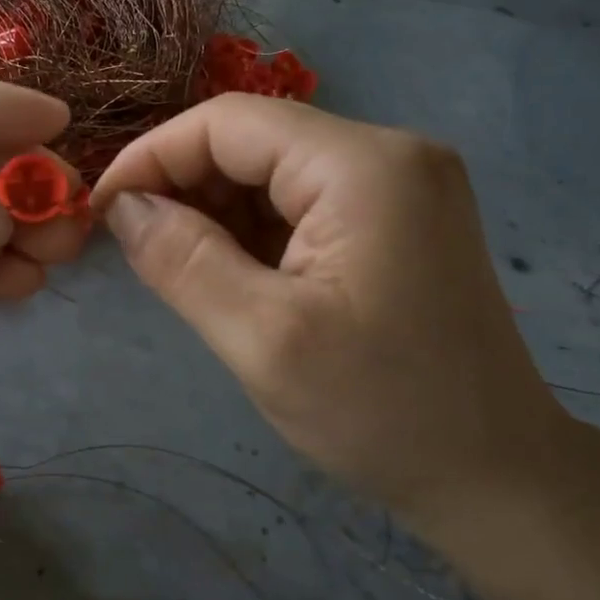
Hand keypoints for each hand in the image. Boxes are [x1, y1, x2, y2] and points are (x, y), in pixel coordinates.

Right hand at [91, 94, 579, 535]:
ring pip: (274, 171)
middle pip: (254, 141)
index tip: (102, 210)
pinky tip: (234, 275)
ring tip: (181, 268)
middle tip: (137, 247)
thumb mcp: (262, 338)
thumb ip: (182, 259)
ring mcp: (401, 184)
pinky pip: (303, 202)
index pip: (229, 122)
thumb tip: (123, 206)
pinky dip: (255, 230)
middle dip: (184, 186)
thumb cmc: (381, 412)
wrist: (497, 477)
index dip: (153, 156)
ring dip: (216, 211)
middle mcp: (390, 153)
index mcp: (363, 166)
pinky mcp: (399, 218)